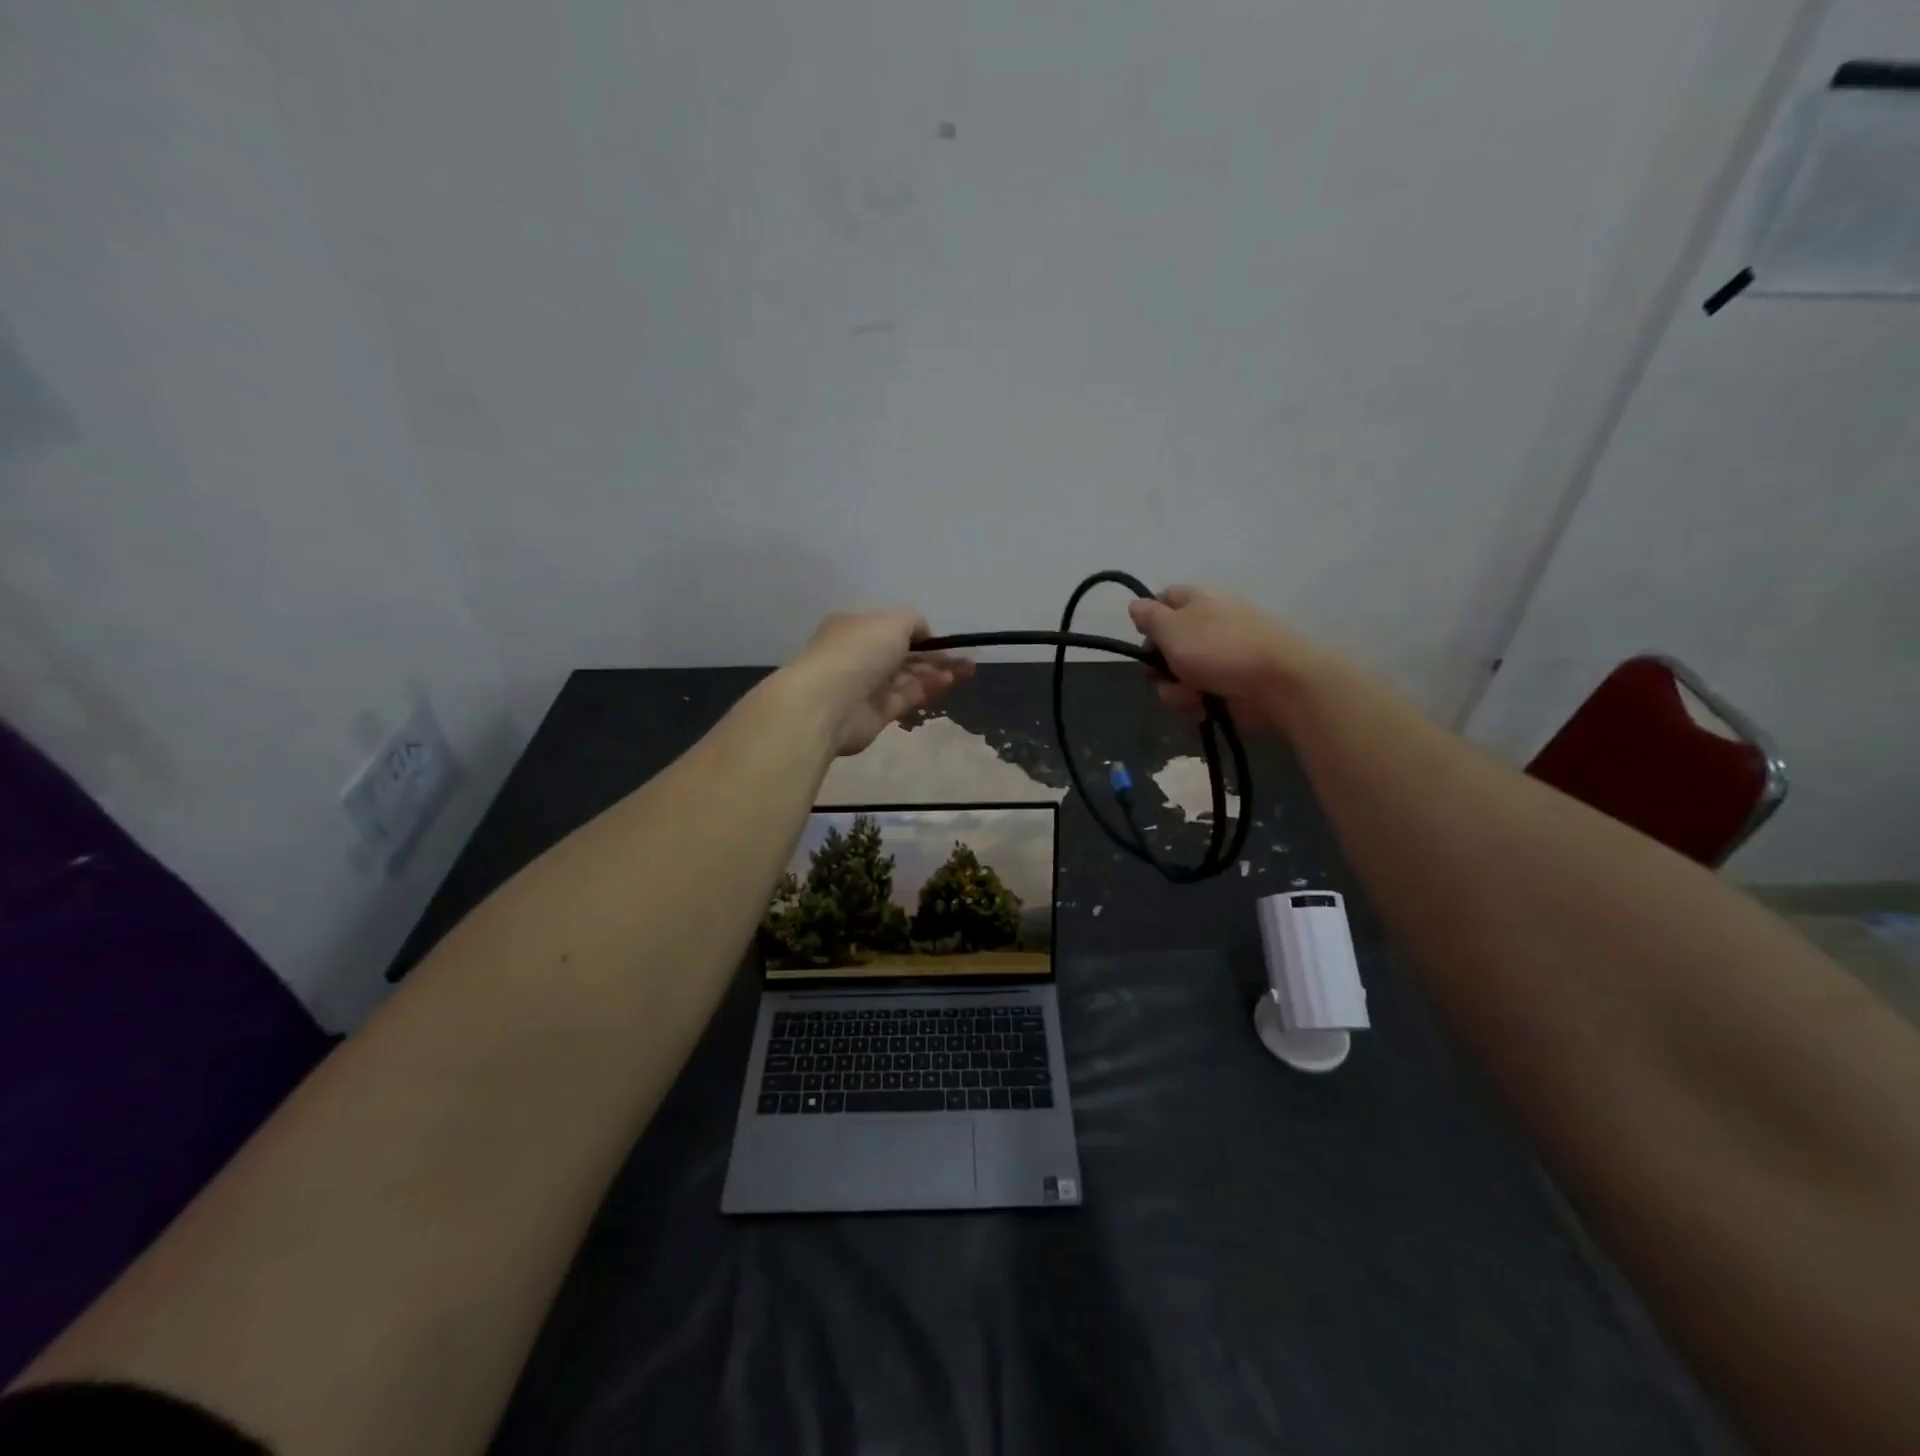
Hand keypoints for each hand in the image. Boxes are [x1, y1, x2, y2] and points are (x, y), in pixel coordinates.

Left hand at [786, 609, 973, 755]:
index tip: (944, 640)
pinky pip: (907, 697)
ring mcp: (867, 686)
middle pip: (902, 654)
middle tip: (965, 658)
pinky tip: (950, 682)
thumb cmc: (858, 651)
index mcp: (854, 628)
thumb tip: (925, 633)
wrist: (827, 703)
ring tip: (966, 669)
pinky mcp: (877, 713)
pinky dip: (928, 688)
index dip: (919, 633)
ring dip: (936, 671)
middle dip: (934, 655)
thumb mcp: (891, 622)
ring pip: (907, 677)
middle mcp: (859, 655)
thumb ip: (914, 622)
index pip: (890, 628)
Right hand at [1127, 585, 1321, 730]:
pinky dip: (1195, 704)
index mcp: (1197, 602)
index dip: (1148, 618)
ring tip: (1191, 696)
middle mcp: (1208, 627)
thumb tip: (1135, 603)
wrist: (1278, 684)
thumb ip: (1149, 617)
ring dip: (1175, 690)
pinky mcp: (1228, 688)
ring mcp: (1219, 659)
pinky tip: (1204, 708)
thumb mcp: (1173, 628)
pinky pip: (1196, 697)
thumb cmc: (1219, 648)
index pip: (1164, 599)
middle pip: (1165, 646)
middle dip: (1158, 666)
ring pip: (1176, 677)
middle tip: (1160, 674)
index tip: (1142, 637)